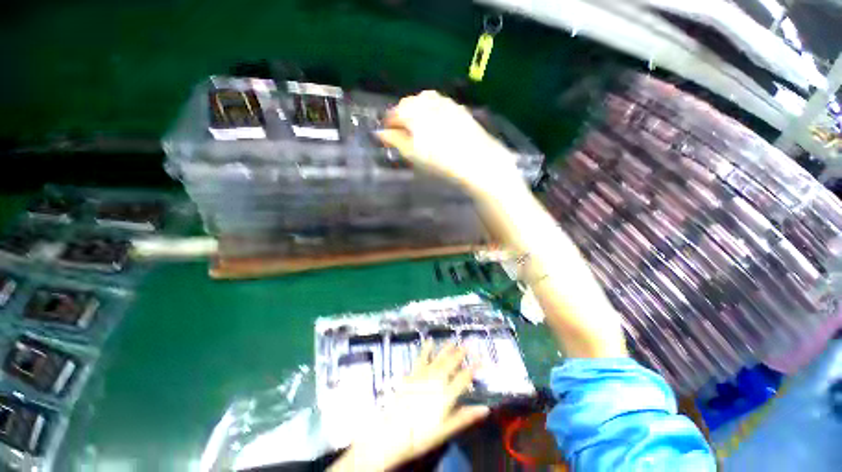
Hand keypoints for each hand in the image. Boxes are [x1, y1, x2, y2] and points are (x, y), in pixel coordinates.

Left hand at [329, 343, 489, 471]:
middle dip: (460, 354)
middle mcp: (436, 381)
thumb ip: (464, 417)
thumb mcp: (445, 431)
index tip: (481, 361)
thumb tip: (485, 409)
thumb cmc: (420, 436)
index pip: (463, 379)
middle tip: (467, 344)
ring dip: (446, 349)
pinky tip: (429, 341)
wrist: (392, 433)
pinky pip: (421, 358)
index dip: (473, 369)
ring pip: (438, 359)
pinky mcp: (412, 375)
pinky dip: (426, 349)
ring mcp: (423, 376)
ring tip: (453, 341)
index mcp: (446, 395)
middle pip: (451, 364)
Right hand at [377, 91, 522, 199]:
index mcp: (413, 112)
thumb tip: (381, 133)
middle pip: (408, 103)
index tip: (387, 132)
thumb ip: (395, 141)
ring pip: (424, 101)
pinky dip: (432, 110)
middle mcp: (428, 102)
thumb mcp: (414, 154)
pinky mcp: (458, 108)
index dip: (389, 123)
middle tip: (402, 130)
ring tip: (418, 126)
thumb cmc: (440, 161)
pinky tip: (436, 122)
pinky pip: (440, 103)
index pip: (394, 113)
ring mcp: (445, 103)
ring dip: (417, 110)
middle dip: (402, 114)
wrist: (476, 160)